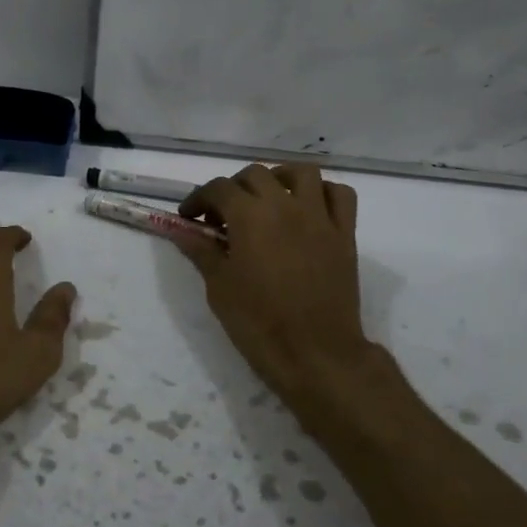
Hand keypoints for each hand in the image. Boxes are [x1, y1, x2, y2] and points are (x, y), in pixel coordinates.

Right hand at [174, 164, 372, 406]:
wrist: (315, 354)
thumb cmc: (258, 323)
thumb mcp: (219, 288)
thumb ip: (201, 251)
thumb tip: (182, 230)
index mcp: (250, 216)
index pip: (218, 188)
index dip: (198, 199)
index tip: (189, 218)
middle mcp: (286, 205)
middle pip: (255, 175)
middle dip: (233, 189)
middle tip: (223, 218)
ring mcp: (320, 217)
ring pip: (302, 172)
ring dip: (279, 178)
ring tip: (268, 199)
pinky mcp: (345, 234)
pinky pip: (340, 195)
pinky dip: (323, 193)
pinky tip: (308, 209)